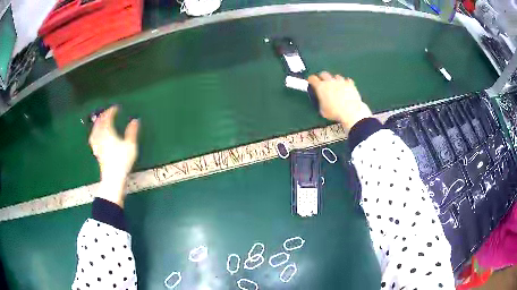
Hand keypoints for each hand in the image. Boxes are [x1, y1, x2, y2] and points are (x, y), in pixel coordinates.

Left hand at [89, 106, 139, 206]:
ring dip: (97, 123)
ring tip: (101, 120)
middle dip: (103, 115)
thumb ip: (132, 131)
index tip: (116, 108)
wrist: (113, 177)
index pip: (107, 118)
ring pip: (94, 130)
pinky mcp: (96, 152)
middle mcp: (100, 136)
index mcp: (108, 132)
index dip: (111, 111)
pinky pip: (93, 138)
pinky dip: (94, 133)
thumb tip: (135, 120)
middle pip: (99, 122)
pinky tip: (95, 135)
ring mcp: (97, 144)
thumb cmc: (122, 160)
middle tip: (108, 112)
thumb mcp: (130, 145)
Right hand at [308, 71, 372, 130]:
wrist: (351, 113)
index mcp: (321, 87)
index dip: (311, 80)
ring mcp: (341, 81)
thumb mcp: (322, 110)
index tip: (311, 82)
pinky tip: (346, 88)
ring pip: (336, 76)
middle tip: (323, 83)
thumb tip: (321, 100)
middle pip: (323, 74)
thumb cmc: (335, 113)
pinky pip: (347, 80)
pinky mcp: (350, 84)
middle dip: (322, 77)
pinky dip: (345, 83)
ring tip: (336, 86)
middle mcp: (330, 81)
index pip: (312, 78)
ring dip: (334, 80)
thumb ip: (320, 102)